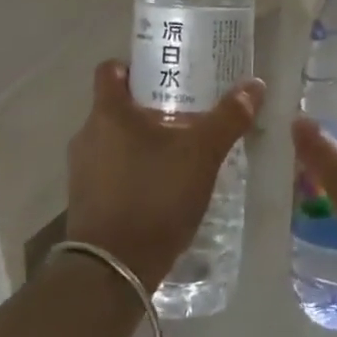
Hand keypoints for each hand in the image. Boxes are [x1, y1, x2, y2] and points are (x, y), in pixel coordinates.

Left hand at [65, 59, 265, 292]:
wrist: (113, 270)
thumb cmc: (155, 196)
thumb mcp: (201, 154)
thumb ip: (228, 118)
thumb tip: (254, 84)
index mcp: (108, 112)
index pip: (110, 70)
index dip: (135, 66)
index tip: (165, 75)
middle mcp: (87, 135)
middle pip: (115, 106)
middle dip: (148, 107)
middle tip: (184, 113)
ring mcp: (81, 171)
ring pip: (113, 140)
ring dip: (140, 141)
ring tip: (178, 152)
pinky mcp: (85, 202)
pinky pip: (110, 171)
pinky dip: (133, 171)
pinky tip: (162, 187)